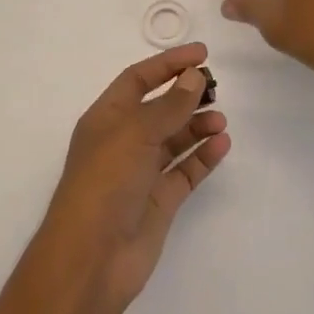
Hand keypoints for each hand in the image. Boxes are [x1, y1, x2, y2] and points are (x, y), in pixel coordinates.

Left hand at [35, 44, 229, 313]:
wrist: (92, 259)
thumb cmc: (105, 183)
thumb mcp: (135, 134)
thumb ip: (169, 105)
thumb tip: (194, 76)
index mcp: (107, 119)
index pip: (138, 79)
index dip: (168, 64)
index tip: (202, 53)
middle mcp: (123, 141)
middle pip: (159, 108)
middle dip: (186, 95)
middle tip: (216, 87)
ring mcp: (141, 172)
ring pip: (174, 139)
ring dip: (197, 125)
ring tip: (221, 120)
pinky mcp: (159, 200)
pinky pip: (185, 170)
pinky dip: (203, 156)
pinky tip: (221, 144)